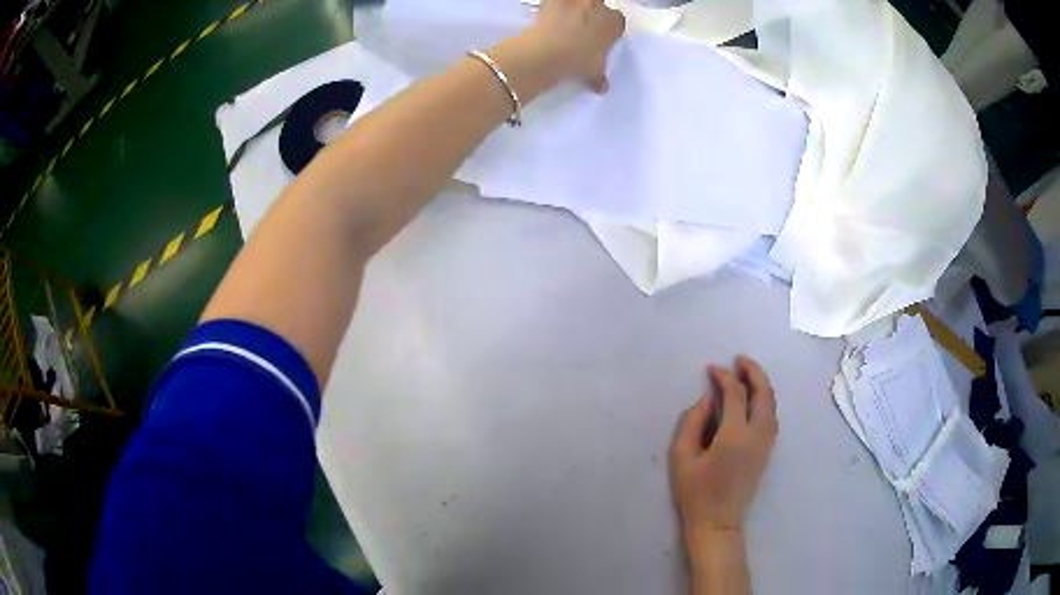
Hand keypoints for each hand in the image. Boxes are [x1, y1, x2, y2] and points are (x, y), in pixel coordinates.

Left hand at [526, 0, 625, 92]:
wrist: (546, 53)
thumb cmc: (577, 61)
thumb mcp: (593, 72)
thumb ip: (599, 76)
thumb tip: (602, 86)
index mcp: (614, 23)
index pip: (617, 21)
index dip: (608, 28)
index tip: (600, 37)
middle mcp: (598, 7)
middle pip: (599, 5)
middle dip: (593, 13)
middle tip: (581, 26)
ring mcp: (576, 0)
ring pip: (579, 1)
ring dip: (574, 7)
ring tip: (563, 20)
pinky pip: (554, 1)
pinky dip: (551, 5)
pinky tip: (546, 16)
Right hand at [669, 356, 778, 550]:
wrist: (717, 522)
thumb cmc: (695, 492)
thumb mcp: (681, 457)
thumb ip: (692, 422)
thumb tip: (708, 398)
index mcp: (735, 435)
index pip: (735, 395)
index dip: (724, 377)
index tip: (711, 369)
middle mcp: (757, 435)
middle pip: (764, 394)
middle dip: (754, 372)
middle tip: (739, 360)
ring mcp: (767, 444)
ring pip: (772, 404)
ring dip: (762, 384)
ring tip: (747, 374)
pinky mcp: (768, 451)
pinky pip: (772, 416)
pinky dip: (766, 400)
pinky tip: (754, 399)